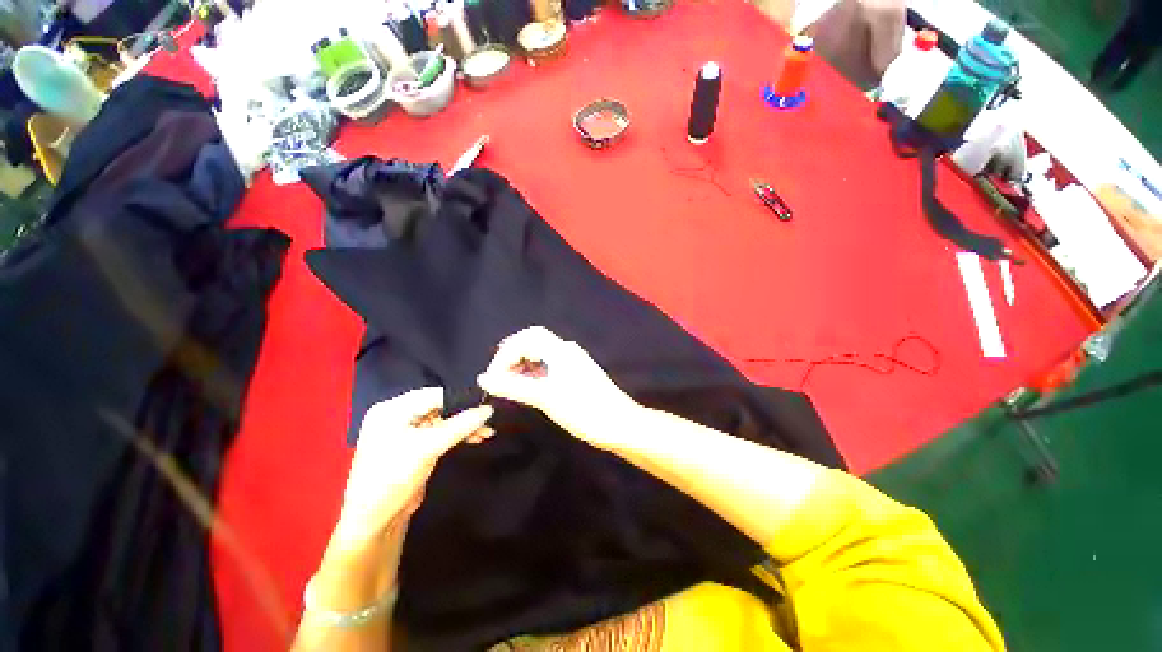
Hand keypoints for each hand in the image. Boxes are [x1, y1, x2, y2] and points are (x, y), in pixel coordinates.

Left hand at [334, 388, 493, 544]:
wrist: (375, 521)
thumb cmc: (394, 477)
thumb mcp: (428, 448)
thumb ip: (460, 425)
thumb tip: (489, 409)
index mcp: (392, 409)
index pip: (433, 395)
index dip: (460, 398)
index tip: (486, 401)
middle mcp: (398, 416)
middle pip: (440, 407)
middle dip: (464, 414)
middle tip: (488, 420)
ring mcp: (407, 432)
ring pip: (443, 421)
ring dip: (464, 426)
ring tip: (486, 432)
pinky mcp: (415, 446)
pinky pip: (441, 433)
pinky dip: (458, 435)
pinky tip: (475, 438)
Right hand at [477, 326, 638, 450]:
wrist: (620, 424)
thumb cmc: (583, 409)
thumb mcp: (545, 398)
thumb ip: (513, 386)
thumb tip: (483, 379)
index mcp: (560, 350)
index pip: (526, 338)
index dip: (505, 353)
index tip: (493, 377)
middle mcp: (566, 350)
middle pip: (534, 341)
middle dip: (512, 355)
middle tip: (498, 376)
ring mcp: (573, 361)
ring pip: (542, 353)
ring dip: (523, 364)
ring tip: (509, 383)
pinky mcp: (577, 374)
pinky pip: (550, 365)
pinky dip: (534, 372)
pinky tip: (528, 387)